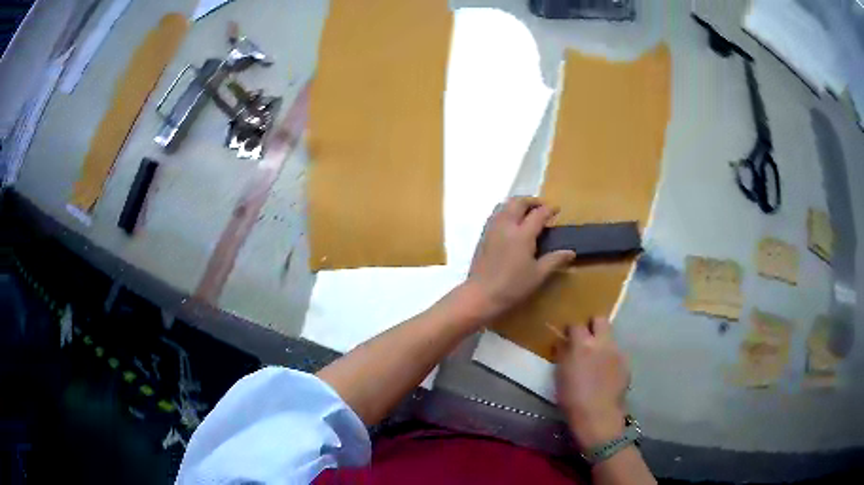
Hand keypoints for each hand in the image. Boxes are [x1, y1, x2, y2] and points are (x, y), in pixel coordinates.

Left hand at [464, 197, 574, 319]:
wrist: (481, 294)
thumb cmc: (512, 287)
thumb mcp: (538, 275)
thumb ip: (554, 260)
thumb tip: (570, 252)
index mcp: (522, 234)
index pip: (538, 214)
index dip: (549, 209)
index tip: (557, 209)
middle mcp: (506, 226)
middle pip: (518, 203)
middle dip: (531, 201)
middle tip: (542, 207)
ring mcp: (492, 229)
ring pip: (504, 206)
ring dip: (517, 204)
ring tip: (526, 213)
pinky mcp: (483, 236)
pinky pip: (495, 214)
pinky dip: (505, 211)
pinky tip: (510, 224)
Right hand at [556, 317, 629, 449]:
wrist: (598, 416)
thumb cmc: (572, 398)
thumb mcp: (560, 376)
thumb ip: (563, 355)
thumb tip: (563, 343)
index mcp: (583, 345)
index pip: (576, 325)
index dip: (570, 330)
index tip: (567, 337)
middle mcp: (603, 343)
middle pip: (600, 320)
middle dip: (592, 325)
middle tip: (586, 339)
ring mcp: (617, 352)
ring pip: (610, 337)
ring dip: (602, 343)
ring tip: (596, 359)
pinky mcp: (626, 363)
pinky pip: (617, 353)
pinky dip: (611, 358)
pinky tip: (606, 373)